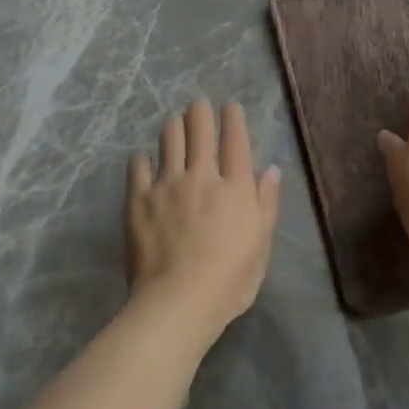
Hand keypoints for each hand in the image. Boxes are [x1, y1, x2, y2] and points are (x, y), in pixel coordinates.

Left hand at [126, 99, 281, 343]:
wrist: (178, 302)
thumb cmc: (230, 280)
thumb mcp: (261, 243)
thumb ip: (266, 202)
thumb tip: (270, 169)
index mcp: (235, 187)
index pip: (235, 139)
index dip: (232, 118)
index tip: (229, 106)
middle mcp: (201, 175)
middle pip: (199, 129)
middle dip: (200, 111)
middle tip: (199, 106)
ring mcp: (166, 185)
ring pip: (169, 138)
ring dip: (175, 126)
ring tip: (176, 124)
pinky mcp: (138, 199)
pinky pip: (138, 166)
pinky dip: (144, 158)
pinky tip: (145, 160)